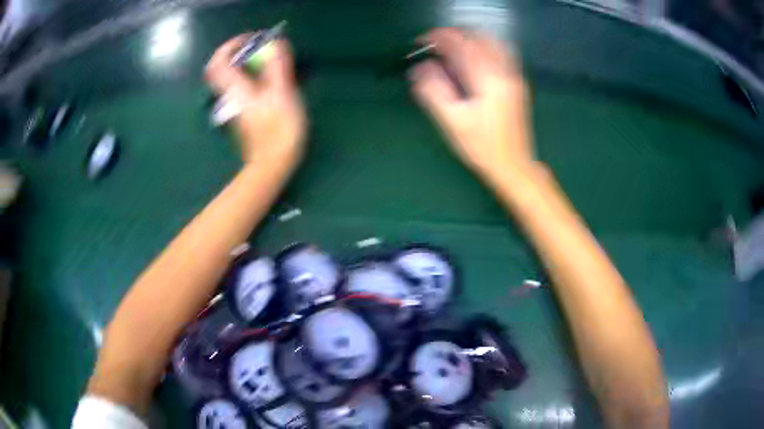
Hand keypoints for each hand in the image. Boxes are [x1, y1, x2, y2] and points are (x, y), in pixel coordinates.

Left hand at [206, 34, 306, 166]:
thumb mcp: (282, 94)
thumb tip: (276, 42)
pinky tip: (274, 80)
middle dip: (241, 53)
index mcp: (237, 89)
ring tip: (272, 61)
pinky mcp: (246, 113)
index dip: (231, 45)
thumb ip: (278, 66)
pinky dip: (255, 76)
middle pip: (225, 68)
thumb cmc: (278, 130)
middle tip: (262, 48)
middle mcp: (232, 95)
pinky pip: (245, 86)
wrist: (272, 165)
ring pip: (235, 77)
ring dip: (250, 64)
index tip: (251, 39)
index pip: (218, 62)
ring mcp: (238, 106)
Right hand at [409, 28, 532, 182]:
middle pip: (478, 37)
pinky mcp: (517, 83)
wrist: (513, 165)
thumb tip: (419, 68)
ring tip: (453, 49)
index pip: (460, 44)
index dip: (438, 37)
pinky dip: (484, 48)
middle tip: (436, 45)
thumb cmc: (481, 147)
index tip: (421, 42)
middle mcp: (503, 71)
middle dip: (454, 35)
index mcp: (487, 79)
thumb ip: (433, 90)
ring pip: (492, 42)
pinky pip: (502, 53)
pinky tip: (474, 59)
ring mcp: (513, 76)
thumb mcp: (452, 121)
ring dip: (470, 39)